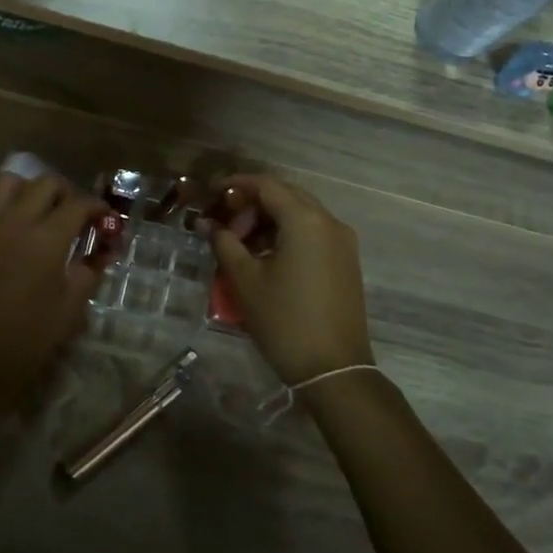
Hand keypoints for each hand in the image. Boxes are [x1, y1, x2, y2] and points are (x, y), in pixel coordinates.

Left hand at [0, 173, 105, 418]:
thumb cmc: (27, 340)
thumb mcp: (70, 308)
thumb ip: (89, 272)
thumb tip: (103, 251)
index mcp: (48, 240)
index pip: (79, 205)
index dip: (98, 209)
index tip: (104, 221)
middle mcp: (15, 221)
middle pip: (45, 184)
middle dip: (65, 194)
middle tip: (71, 215)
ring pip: (6, 181)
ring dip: (26, 188)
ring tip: (34, 208)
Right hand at [208, 174, 372, 384]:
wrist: (333, 369)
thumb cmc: (284, 320)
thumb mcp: (245, 280)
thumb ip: (224, 243)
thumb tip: (206, 223)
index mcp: (305, 220)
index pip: (267, 185)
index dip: (236, 184)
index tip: (212, 194)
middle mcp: (329, 222)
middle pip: (286, 195)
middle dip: (252, 203)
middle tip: (225, 223)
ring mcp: (343, 242)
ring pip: (301, 214)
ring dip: (269, 220)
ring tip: (242, 245)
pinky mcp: (346, 260)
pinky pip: (313, 232)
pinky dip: (287, 234)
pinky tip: (266, 257)